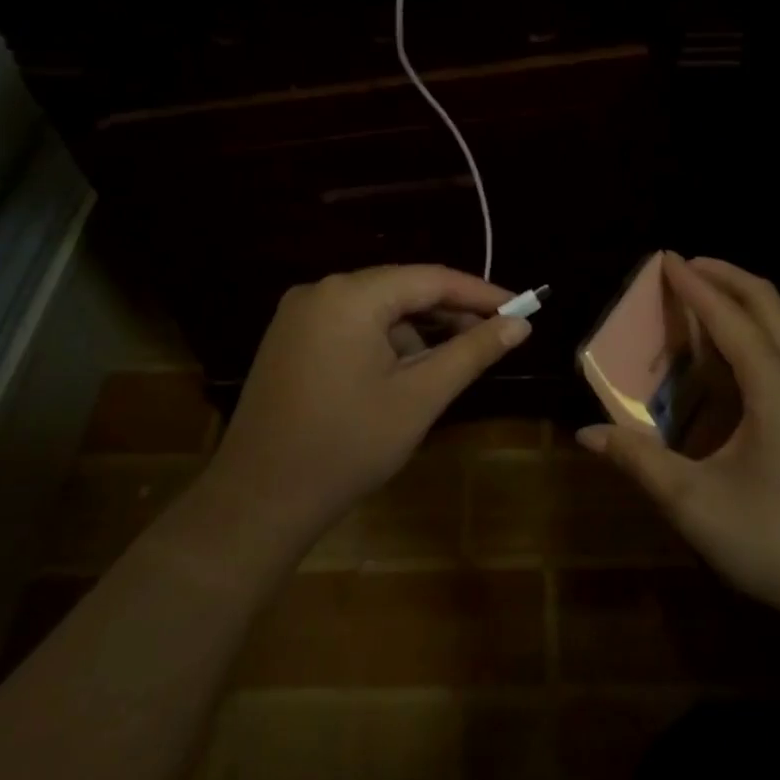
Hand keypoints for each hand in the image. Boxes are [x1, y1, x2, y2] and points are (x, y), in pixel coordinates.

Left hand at [206, 266, 530, 549]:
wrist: (258, 501)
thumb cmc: (347, 446)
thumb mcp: (420, 397)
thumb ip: (472, 352)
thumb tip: (520, 324)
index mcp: (350, 296)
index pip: (431, 279)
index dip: (480, 293)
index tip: (521, 308)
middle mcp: (320, 291)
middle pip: (402, 290)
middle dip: (449, 313)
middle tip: (495, 336)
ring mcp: (299, 315)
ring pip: (377, 310)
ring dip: (417, 332)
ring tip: (448, 366)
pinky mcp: (289, 340)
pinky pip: (351, 326)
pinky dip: (384, 342)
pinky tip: (404, 375)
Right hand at [579, 256, 779, 635]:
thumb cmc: (775, 539)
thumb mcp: (695, 503)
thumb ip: (639, 461)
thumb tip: (587, 434)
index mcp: (774, 383)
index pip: (727, 315)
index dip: (692, 284)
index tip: (664, 257)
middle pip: (766, 301)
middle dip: (725, 275)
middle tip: (684, 267)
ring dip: (742, 301)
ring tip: (701, 301)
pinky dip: (754, 331)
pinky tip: (729, 357)